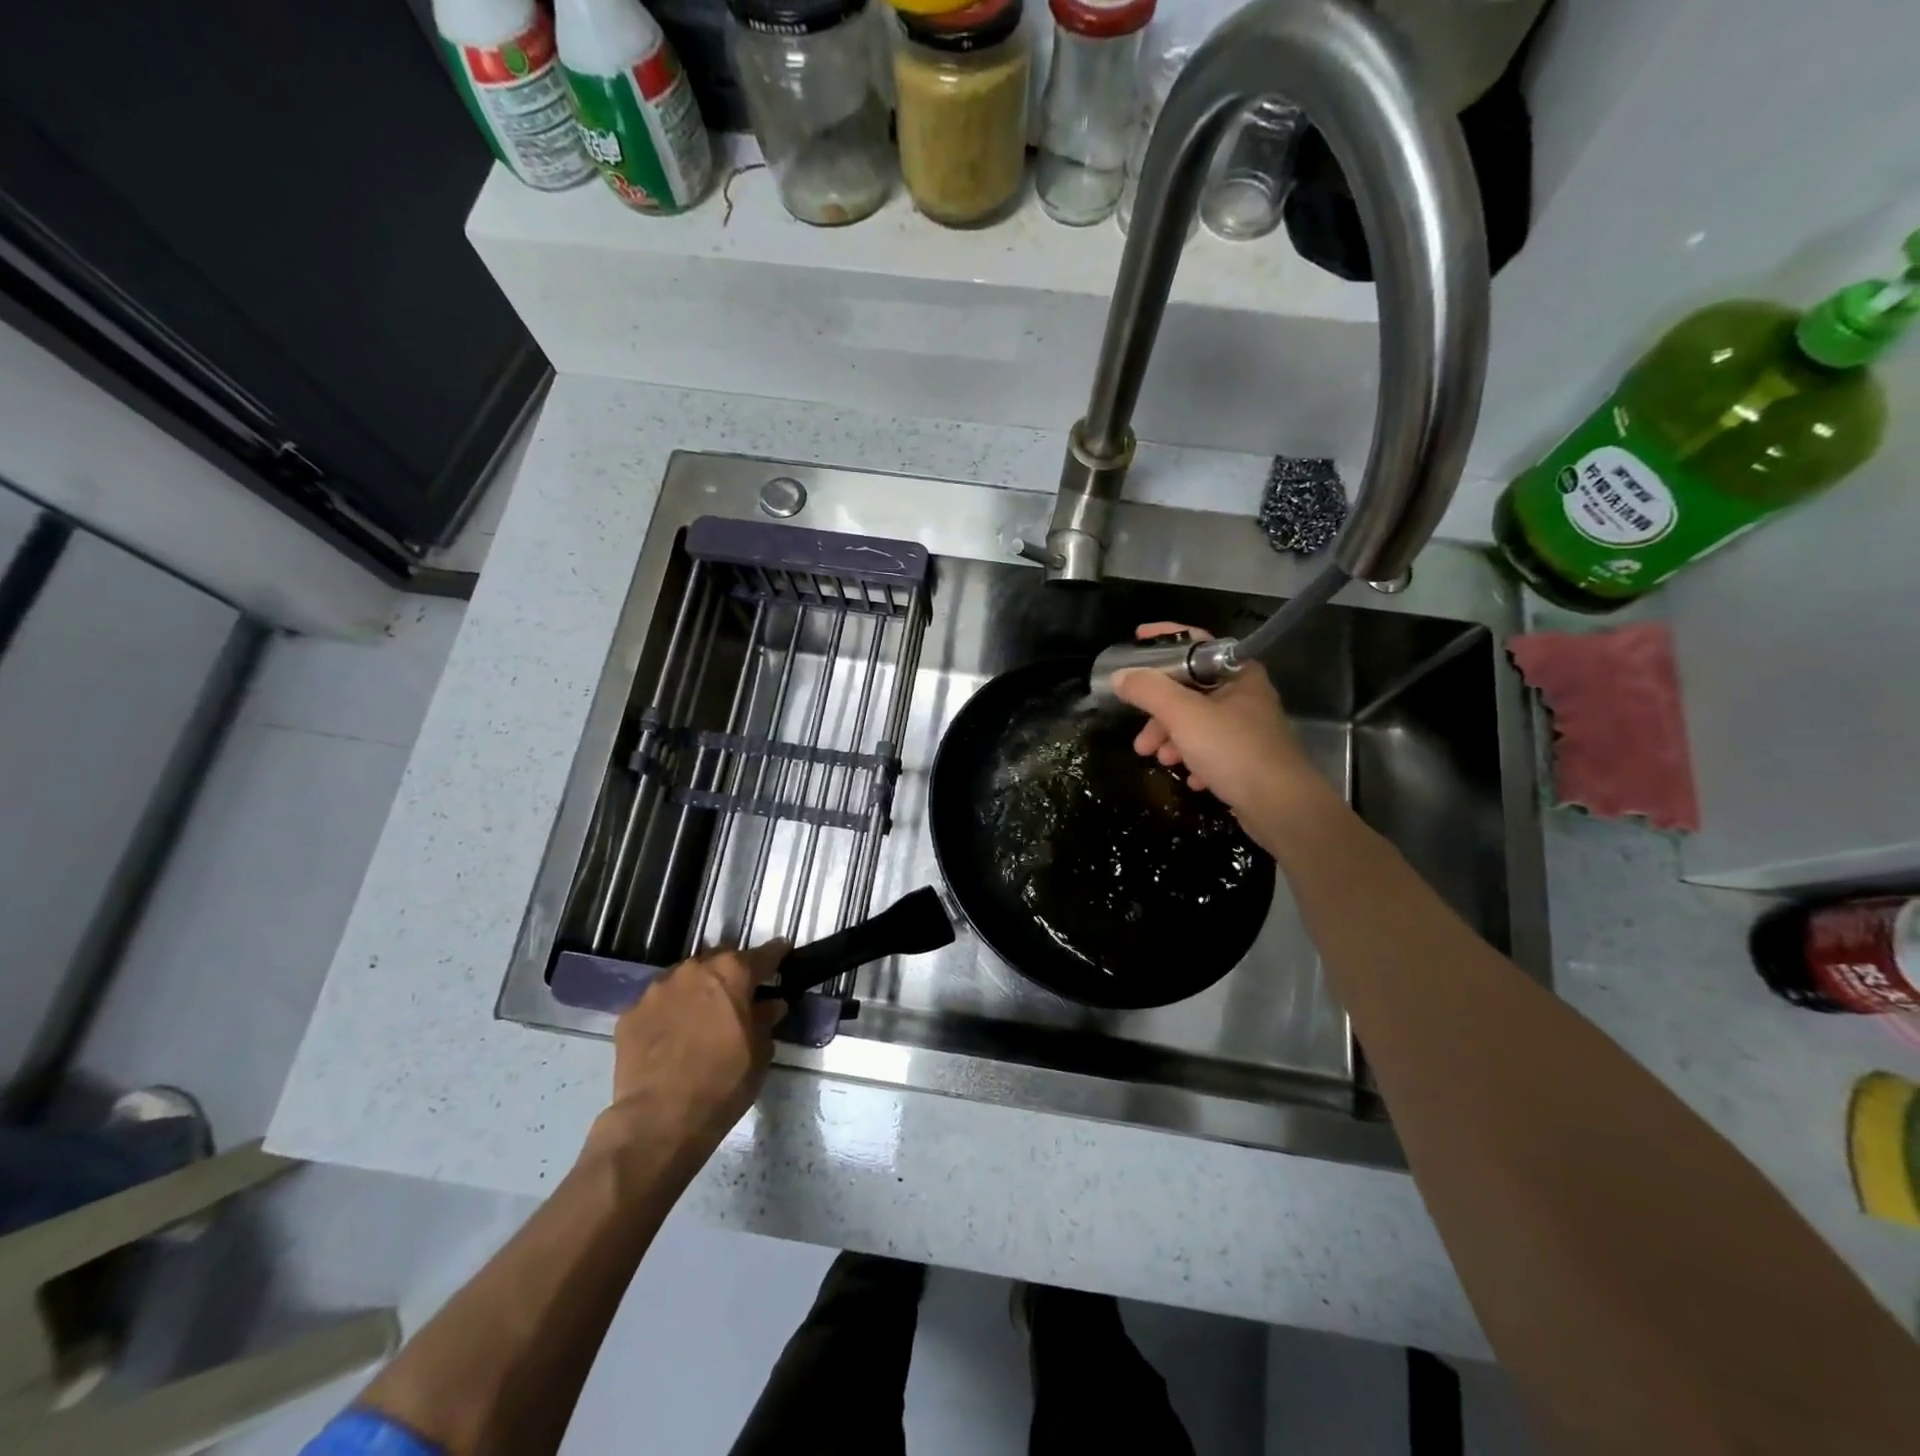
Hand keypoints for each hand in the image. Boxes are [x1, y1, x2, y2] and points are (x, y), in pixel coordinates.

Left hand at [584, 942, 787, 1177]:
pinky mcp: (630, 1014)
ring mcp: (657, 990)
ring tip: (700, 1016)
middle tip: (738, 995)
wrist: (659, 1119)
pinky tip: (671, 1036)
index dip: (776, 954)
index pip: (763, 954)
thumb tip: (771, 1005)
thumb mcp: (759, 1053)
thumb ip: (765, 1020)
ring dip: (696, 990)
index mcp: (732, 973)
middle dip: (730, 972)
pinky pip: (657, 1004)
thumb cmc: (723, 1082)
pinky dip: (668, 1013)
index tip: (783, 953)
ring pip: (684, 979)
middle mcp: (694, 970)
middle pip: (719, 960)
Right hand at [1111, 622, 1324, 831]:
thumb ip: (1149, 691)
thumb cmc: (1233, 750)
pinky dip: (1195, 760)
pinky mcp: (1249, 760)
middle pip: (1190, 690)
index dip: (1164, 639)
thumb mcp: (1183, 715)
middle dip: (1159, 712)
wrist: (1282, 807)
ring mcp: (1249, 729)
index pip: (1196, 643)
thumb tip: (1121, 676)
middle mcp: (1245, 696)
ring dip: (1173, 739)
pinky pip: (1212, 751)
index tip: (1135, 642)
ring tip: (1160, 760)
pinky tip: (1192, 778)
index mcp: (1237, 673)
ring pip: (1198, 723)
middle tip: (1141, 734)